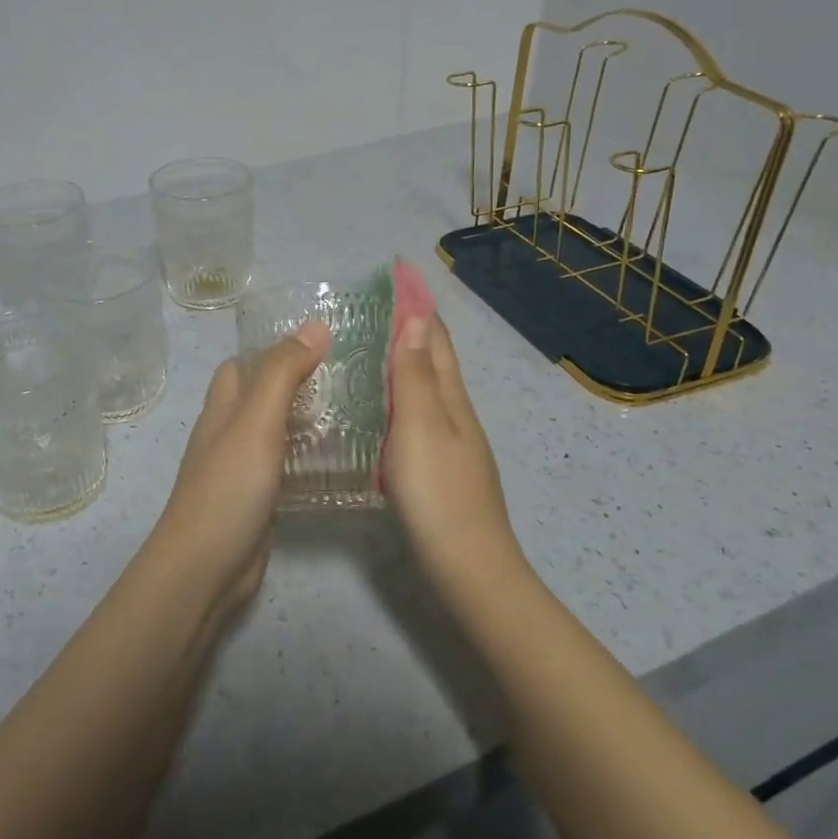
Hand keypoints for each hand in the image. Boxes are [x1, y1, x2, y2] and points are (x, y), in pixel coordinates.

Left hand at [142, 319, 330, 619]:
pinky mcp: (258, 500)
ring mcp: (242, 469)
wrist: (205, 567)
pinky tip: (340, 459)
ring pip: (275, 432)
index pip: (242, 364)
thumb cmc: (228, 486)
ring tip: (356, 410)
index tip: (321, 340)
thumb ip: (283, 373)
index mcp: (222, 408)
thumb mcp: (256, 420)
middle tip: (349, 375)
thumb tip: (314, 325)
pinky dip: (307, 458)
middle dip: (297, 382)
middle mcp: (228, 433)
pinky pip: (285, 467)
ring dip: (306, 420)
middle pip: (261, 396)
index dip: (273, 348)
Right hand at [383, 313, 524, 593]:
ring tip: (370, 347)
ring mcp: (452, 442)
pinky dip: (401, 396)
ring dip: (405, 360)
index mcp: (450, 397)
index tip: (397, 272)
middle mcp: (455, 413)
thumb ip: (415, 374)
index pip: (435, 337)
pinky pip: (418, 415)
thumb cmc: (437, 492)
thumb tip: (418, 316)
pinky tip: (381, 409)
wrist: (467, 566)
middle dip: (412, 326)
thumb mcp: (419, 426)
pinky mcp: (441, 468)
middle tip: (376, 305)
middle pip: (435, 359)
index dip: (417, 304)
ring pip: (427, 388)